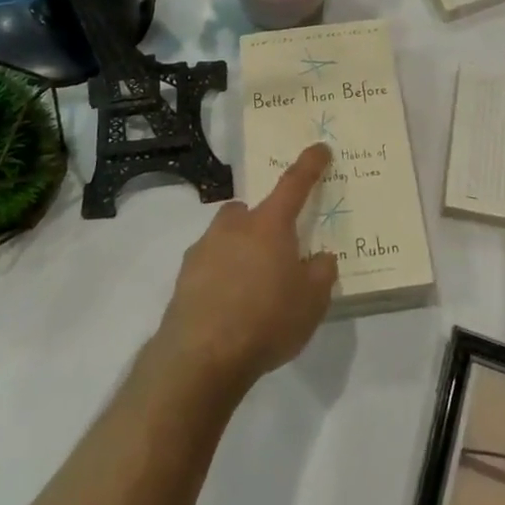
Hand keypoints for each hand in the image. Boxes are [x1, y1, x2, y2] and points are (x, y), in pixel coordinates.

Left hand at [150, 143, 339, 391]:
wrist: (201, 357)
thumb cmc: (266, 320)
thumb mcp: (312, 302)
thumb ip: (321, 273)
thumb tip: (319, 257)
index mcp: (269, 224)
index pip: (294, 184)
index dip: (310, 165)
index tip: (320, 148)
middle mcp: (235, 226)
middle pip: (252, 212)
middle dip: (264, 224)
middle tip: (277, 255)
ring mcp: (204, 248)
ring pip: (227, 237)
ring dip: (240, 252)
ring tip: (252, 290)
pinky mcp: (184, 276)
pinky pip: (210, 265)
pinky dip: (221, 277)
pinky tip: (229, 309)